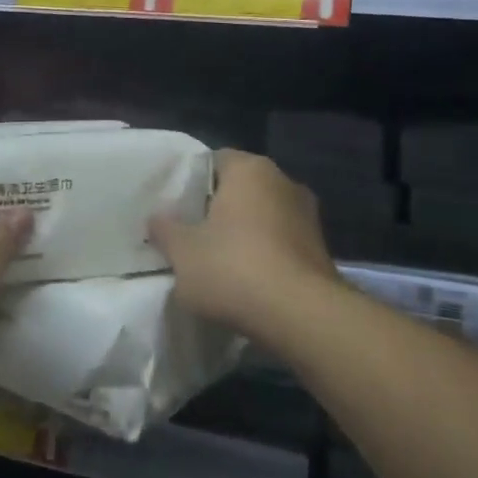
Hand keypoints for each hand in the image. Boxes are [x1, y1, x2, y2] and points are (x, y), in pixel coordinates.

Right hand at [149, 150, 342, 341]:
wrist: (301, 316)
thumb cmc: (234, 269)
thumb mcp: (182, 252)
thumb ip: (165, 229)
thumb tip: (157, 217)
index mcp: (250, 169)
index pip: (215, 160)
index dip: (193, 182)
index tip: (176, 207)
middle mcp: (283, 181)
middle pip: (241, 188)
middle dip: (219, 208)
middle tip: (192, 234)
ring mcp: (307, 215)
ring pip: (264, 216)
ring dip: (245, 233)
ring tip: (219, 262)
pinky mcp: (320, 248)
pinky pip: (282, 242)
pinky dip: (266, 255)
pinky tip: (248, 281)